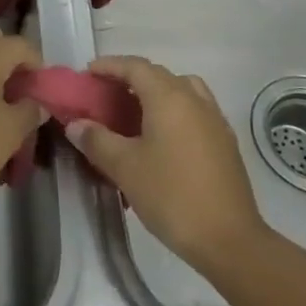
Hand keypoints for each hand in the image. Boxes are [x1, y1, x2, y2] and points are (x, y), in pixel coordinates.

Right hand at [66, 56, 266, 271]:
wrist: (229, 239)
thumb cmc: (172, 195)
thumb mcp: (125, 168)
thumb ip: (97, 140)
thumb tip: (76, 124)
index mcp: (169, 97)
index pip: (135, 66)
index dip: (109, 66)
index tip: (88, 74)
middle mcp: (194, 99)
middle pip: (158, 75)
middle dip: (130, 80)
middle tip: (105, 96)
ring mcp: (214, 119)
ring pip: (181, 90)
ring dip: (156, 93)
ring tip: (135, 114)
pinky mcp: (225, 141)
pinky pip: (194, 111)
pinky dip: (174, 112)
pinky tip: (162, 140)